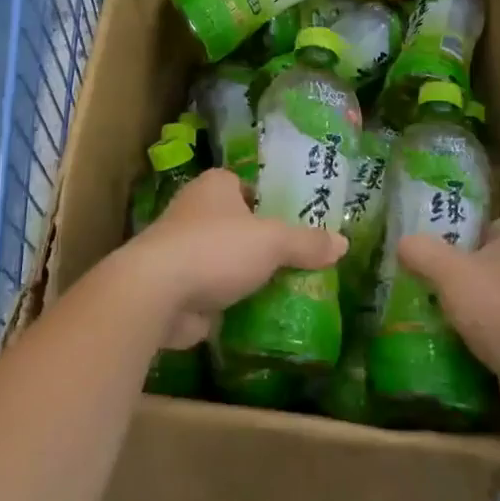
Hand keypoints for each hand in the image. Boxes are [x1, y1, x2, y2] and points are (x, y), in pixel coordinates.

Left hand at [122, 169, 344, 348]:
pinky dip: (231, 302)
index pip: (249, 186)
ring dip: (247, 274)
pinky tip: (260, 314)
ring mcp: (183, 250)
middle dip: (263, 243)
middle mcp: (194, 211)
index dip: (273, 201)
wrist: (156, 293)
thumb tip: (343, 244)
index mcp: (215, 186)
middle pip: (239, 224)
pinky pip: (214, 291)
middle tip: (300, 260)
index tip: (299, 222)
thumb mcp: (272, 241)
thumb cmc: (215, 249)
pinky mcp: (177, 286)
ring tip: (287, 289)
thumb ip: (307, 242)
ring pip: (226, 259)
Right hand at [397, 212, 499, 416]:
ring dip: (475, 301)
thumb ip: (422, 252)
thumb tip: (404, 243)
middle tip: (434, 277)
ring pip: (499, 292)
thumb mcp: (449, 272)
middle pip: (495, 257)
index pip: (498, 221)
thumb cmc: (499, 308)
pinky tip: (461, 339)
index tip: (446, 244)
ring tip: (440, 310)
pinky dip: (486, 330)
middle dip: (467, 268)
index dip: (472, 229)